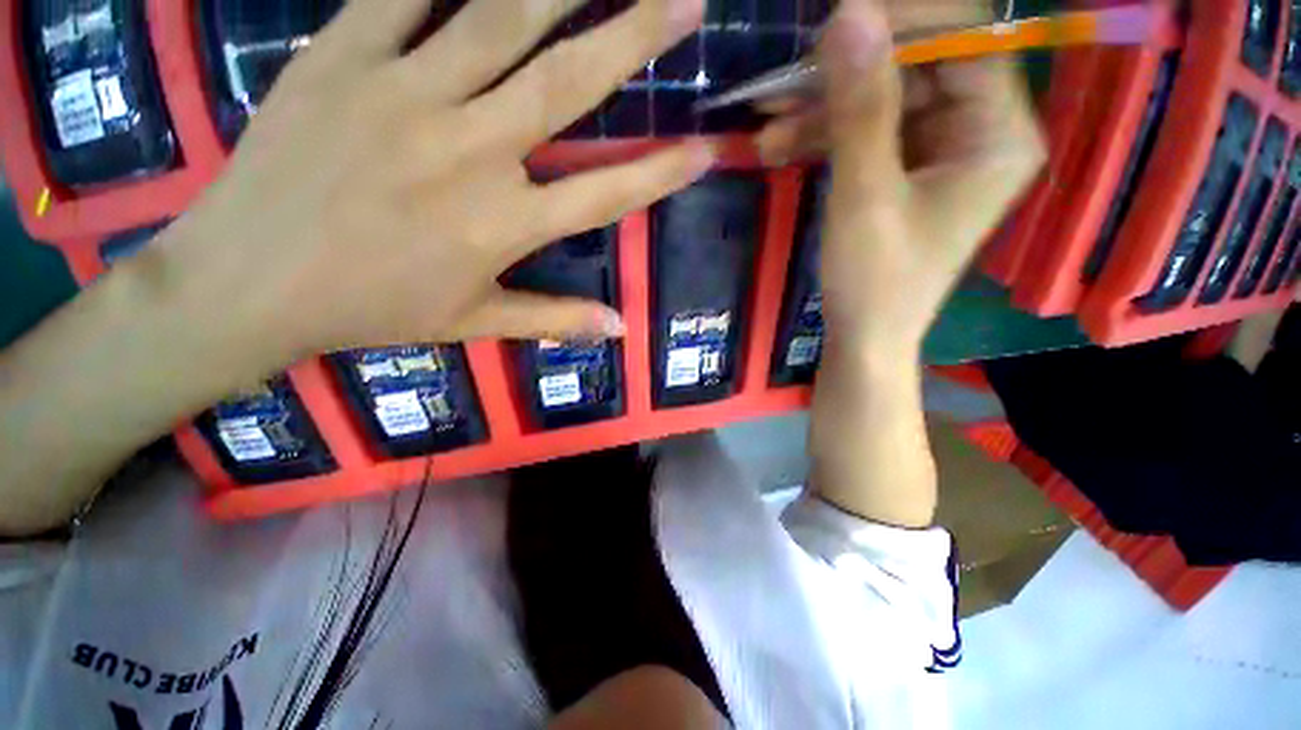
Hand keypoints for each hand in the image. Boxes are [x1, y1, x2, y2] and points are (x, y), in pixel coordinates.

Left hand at [146, 0, 708, 374]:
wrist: (249, 282)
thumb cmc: (371, 309)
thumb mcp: (475, 323)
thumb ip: (555, 319)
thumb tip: (620, 330)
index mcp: (503, 226)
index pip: (606, 195)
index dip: (661, 175)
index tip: (706, 150)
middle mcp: (470, 152)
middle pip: (568, 83)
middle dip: (635, 35)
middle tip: (687, 1)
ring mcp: (404, 94)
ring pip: (497, 16)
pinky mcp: (341, 58)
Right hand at [761, 0, 1043, 353]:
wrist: (863, 337)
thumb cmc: (874, 281)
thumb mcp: (864, 196)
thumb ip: (861, 107)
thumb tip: (849, 13)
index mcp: (998, 132)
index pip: (961, 39)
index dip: (899, 22)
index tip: (831, 25)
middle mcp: (979, 130)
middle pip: (915, 68)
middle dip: (842, 77)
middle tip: (781, 84)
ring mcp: (940, 150)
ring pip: (881, 102)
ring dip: (820, 112)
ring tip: (764, 127)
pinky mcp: (906, 170)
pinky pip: (867, 135)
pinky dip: (823, 138)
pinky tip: (778, 147)